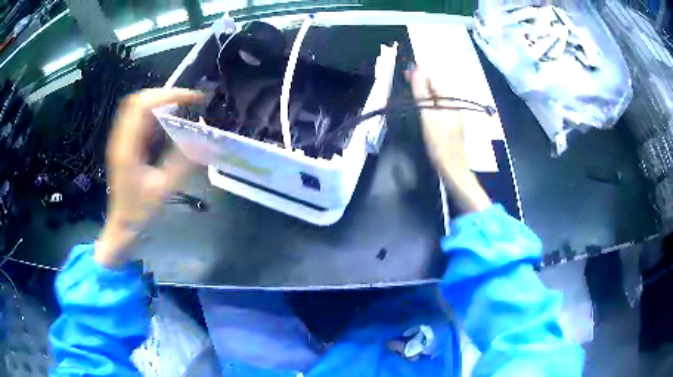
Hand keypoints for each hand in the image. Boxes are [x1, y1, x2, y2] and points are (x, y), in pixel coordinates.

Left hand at [96, 88, 203, 266]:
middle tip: (187, 101)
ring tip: (181, 108)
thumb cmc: (139, 211)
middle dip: (164, 94)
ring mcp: (120, 140)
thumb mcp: (163, 189)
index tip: (192, 99)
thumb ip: (182, 162)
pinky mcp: (124, 144)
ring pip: (137, 106)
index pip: (142, 106)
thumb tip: (203, 139)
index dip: (168, 95)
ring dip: (159, 102)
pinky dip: (154, 113)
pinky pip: (137, 118)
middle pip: (138, 100)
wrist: (121, 226)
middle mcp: (121, 138)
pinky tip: (168, 122)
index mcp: (127, 148)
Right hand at [406, 66, 490, 213]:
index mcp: (450, 101)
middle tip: (405, 82)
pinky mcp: (451, 126)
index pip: (435, 80)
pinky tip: (422, 109)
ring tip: (410, 93)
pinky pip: (439, 108)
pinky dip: (429, 104)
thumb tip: (416, 69)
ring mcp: (454, 116)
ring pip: (438, 98)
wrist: (452, 168)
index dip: (420, 74)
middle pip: (437, 88)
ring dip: (424, 93)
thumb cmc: (439, 142)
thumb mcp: (428, 116)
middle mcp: (454, 105)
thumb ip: (422, 93)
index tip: (405, 73)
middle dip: (422, 83)